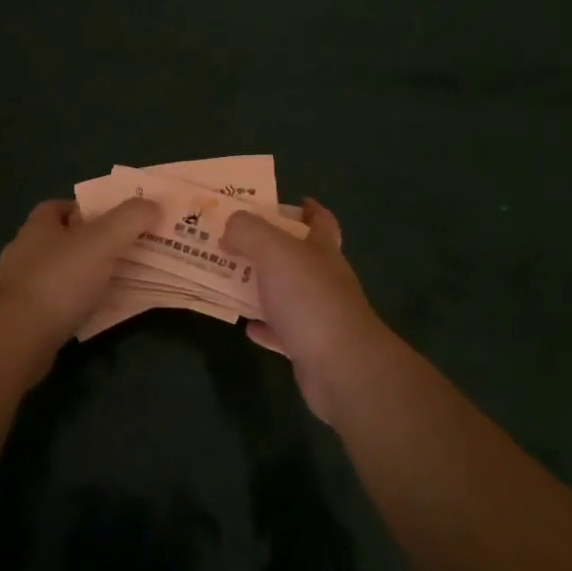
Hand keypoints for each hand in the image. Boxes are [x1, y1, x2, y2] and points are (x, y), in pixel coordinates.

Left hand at [0, 197, 158, 351]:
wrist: (18, 339)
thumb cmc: (59, 280)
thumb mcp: (104, 240)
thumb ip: (131, 218)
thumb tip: (152, 205)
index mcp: (39, 225)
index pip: (65, 206)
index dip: (92, 209)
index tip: (120, 220)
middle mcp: (26, 250)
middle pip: (66, 239)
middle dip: (94, 244)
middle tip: (128, 251)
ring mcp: (21, 285)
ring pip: (63, 272)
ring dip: (87, 275)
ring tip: (119, 282)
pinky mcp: (23, 317)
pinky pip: (58, 302)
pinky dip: (78, 303)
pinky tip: (98, 311)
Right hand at [221, 198, 393, 424]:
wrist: (340, 367)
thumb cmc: (309, 298)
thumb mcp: (273, 250)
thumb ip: (248, 231)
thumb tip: (230, 227)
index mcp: (322, 249)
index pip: (321, 221)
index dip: (307, 210)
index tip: (286, 203)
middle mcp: (324, 279)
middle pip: (299, 256)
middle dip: (270, 248)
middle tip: (235, 241)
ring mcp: (319, 315)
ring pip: (287, 294)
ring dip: (262, 287)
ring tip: (231, 279)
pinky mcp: (309, 348)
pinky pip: (282, 332)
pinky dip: (264, 327)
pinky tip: (245, 325)